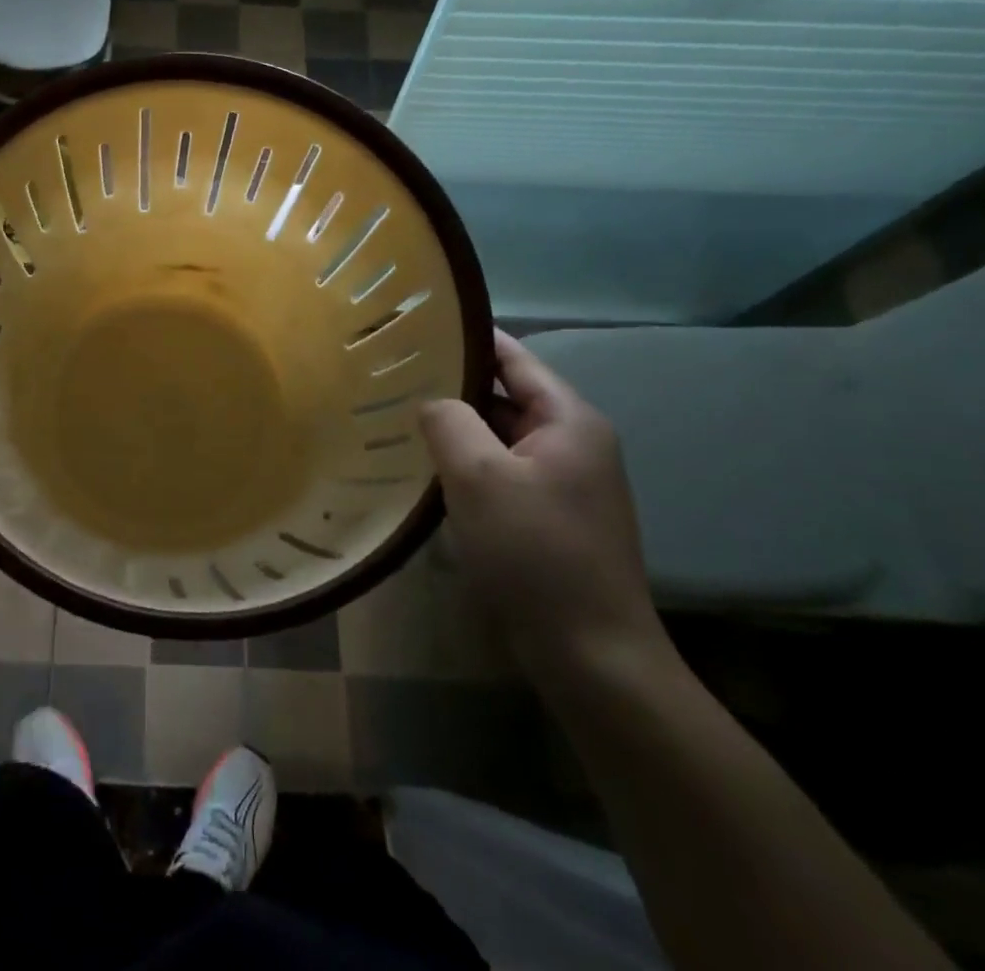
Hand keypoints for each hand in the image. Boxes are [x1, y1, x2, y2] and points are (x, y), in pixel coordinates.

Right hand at [419, 331, 666, 688]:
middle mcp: (574, 442)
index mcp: (568, 420)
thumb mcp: (478, 476)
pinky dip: (468, 465)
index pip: (513, 357)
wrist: (592, 656)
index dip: (467, 338)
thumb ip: (448, 420)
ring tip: (399, 416)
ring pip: (500, 436)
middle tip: (392, 376)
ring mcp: (566, 482)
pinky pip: (503, 471)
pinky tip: (429, 470)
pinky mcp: (552, 516)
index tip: (415, 327)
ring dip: (457, 429)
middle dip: (453, 386)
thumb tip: (432, 402)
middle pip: (505, 394)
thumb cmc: (535, 553)